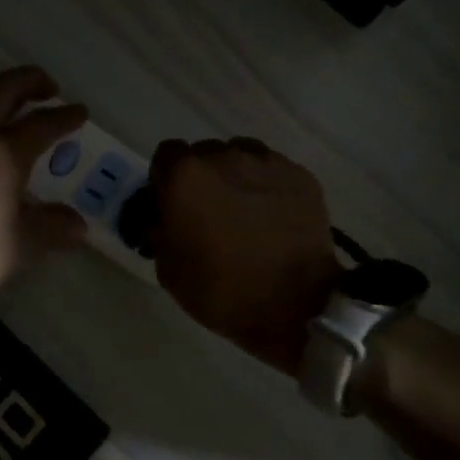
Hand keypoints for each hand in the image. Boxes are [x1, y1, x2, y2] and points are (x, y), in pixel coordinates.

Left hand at [0, 67, 88, 318]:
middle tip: (47, 86)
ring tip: (1, 101)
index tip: (80, 113)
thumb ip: (55, 225)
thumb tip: (78, 226)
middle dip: (29, 81)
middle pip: (2, 90)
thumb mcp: (26, 241)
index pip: (43, 123)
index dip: (66, 116)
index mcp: (5, 152)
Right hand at [150, 138, 341, 375]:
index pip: (166, 155)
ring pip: (241, 156)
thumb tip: (165, 216)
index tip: (173, 204)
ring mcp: (266, 163)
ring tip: (245, 211)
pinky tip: (273, 216)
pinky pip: (273, 170)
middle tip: (210, 211)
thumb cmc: (220, 291)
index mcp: (185, 176)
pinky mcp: (300, 175)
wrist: (293, 306)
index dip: (166, 180)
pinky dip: (267, 187)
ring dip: (235, 177)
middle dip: (202, 177)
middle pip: (205, 153)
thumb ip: (159, 229)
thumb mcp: (167, 269)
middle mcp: (224, 157)